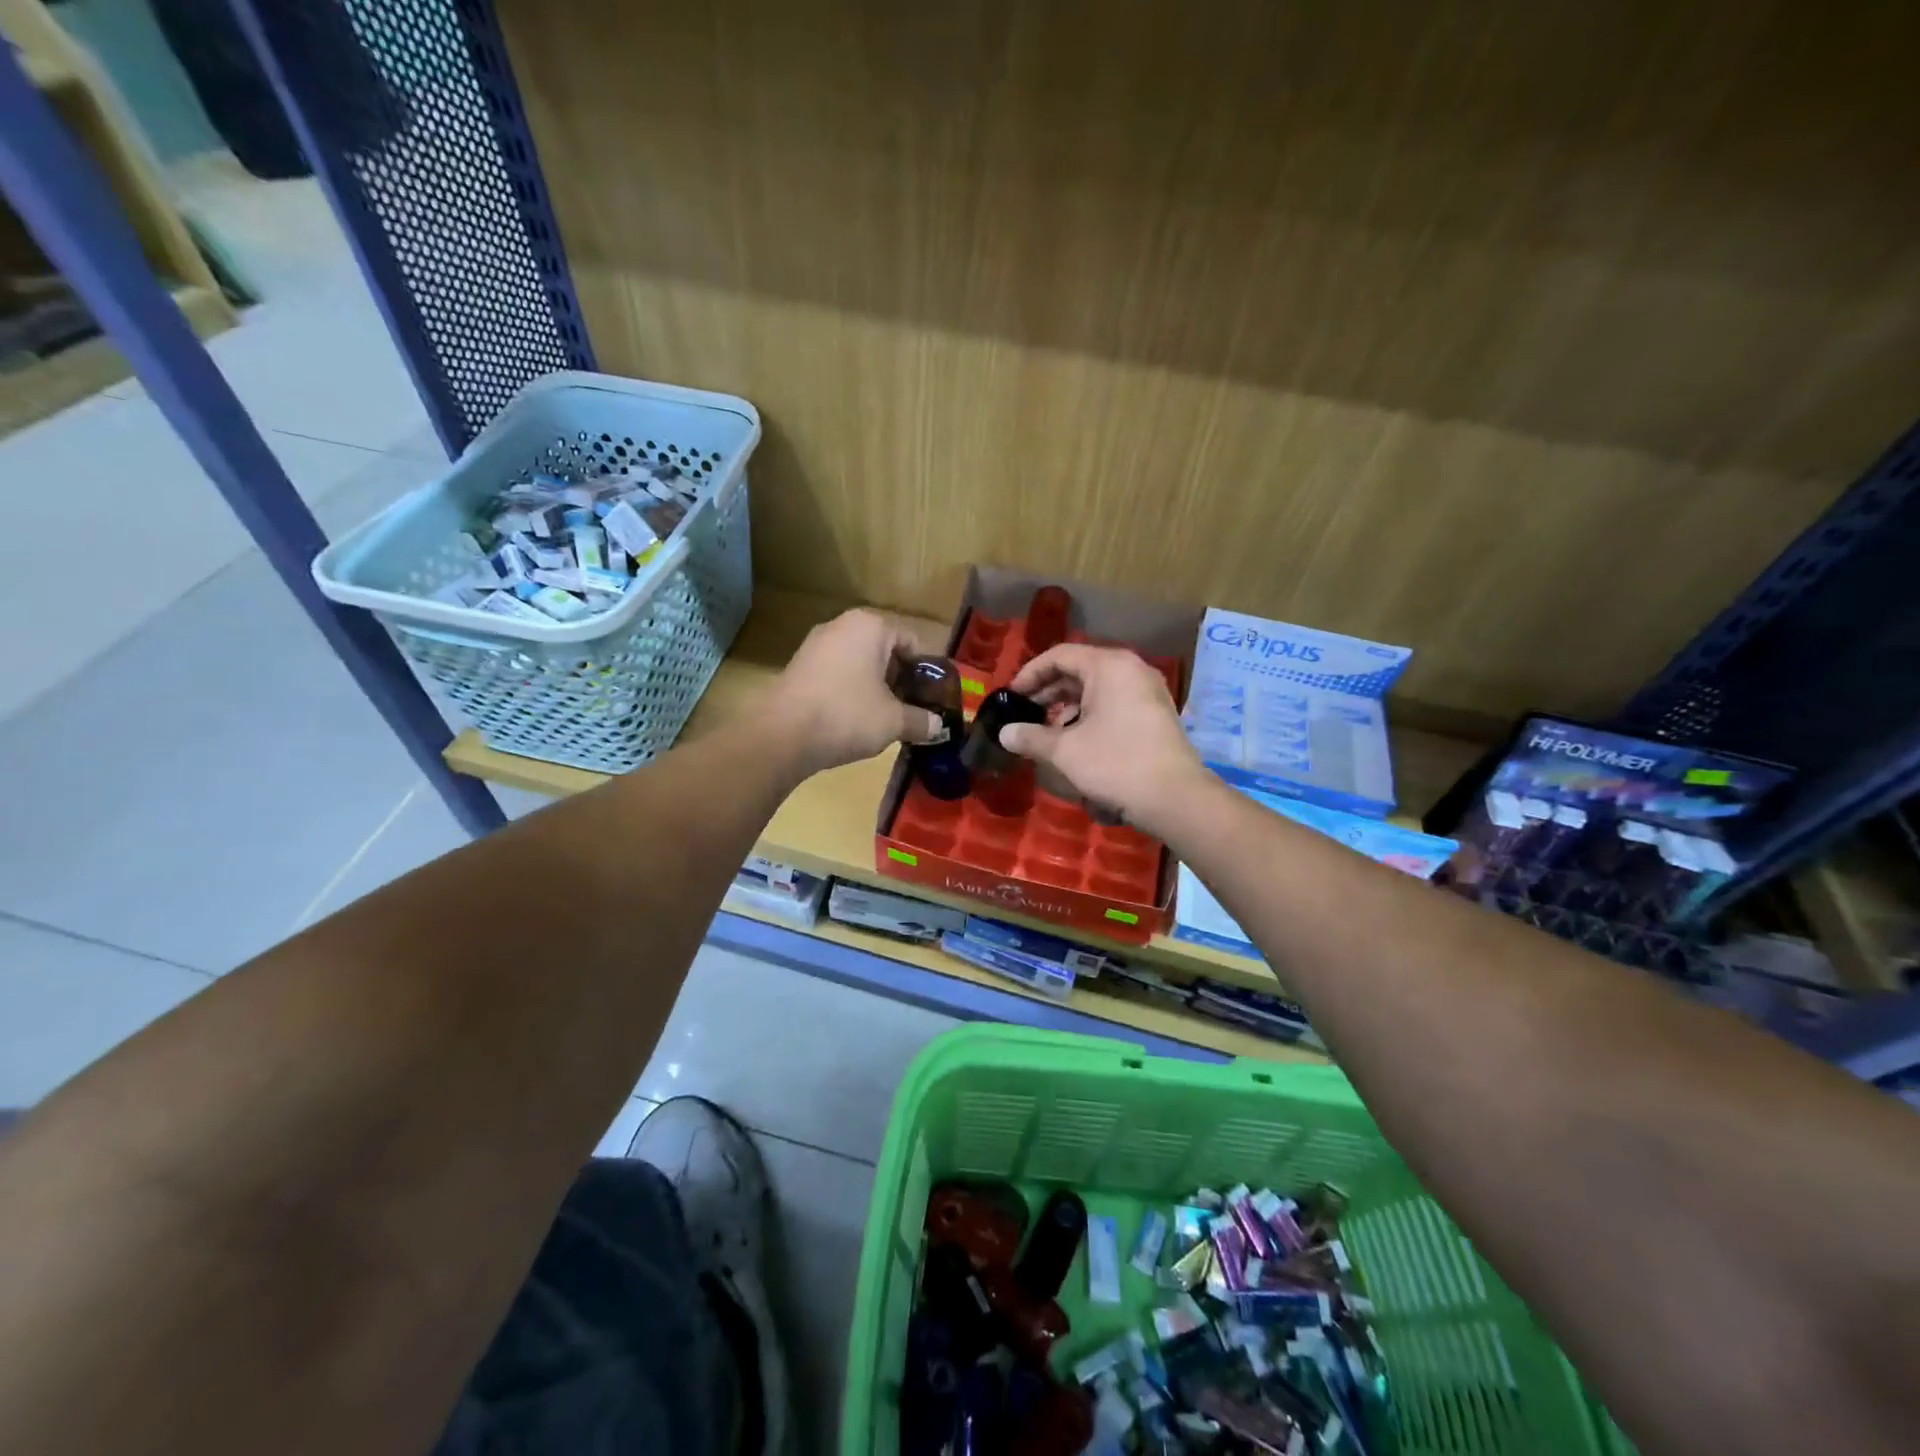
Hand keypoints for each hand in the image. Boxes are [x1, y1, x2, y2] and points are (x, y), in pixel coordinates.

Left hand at [769, 609, 943, 776]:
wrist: (782, 735)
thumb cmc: (847, 715)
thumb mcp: (894, 721)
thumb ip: (922, 721)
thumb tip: (939, 727)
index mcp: (870, 626)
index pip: (912, 643)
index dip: (925, 673)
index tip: (930, 700)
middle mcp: (841, 625)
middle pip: (884, 651)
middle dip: (899, 680)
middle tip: (910, 710)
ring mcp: (815, 644)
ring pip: (858, 664)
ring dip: (874, 688)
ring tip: (883, 719)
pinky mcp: (797, 666)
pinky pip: (836, 674)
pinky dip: (849, 692)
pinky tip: (852, 720)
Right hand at [999, 644, 1204, 832]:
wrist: (1174, 798)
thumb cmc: (1115, 764)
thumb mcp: (1065, 751)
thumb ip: (1031, 737)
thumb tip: (1004, 733)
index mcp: (1109, 666)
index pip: (1060, 655)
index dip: (1030, 673)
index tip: (1011, 696)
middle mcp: (1131, 670)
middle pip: (1079, 670)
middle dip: (1048, 692)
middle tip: (1024, 714)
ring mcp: (1147, 692)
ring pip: (1097, 689)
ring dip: (1068, 706)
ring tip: (1047, 731)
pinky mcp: (1155, 714)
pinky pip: (1114, 704)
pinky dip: (1090, 716)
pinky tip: (1076, 742)